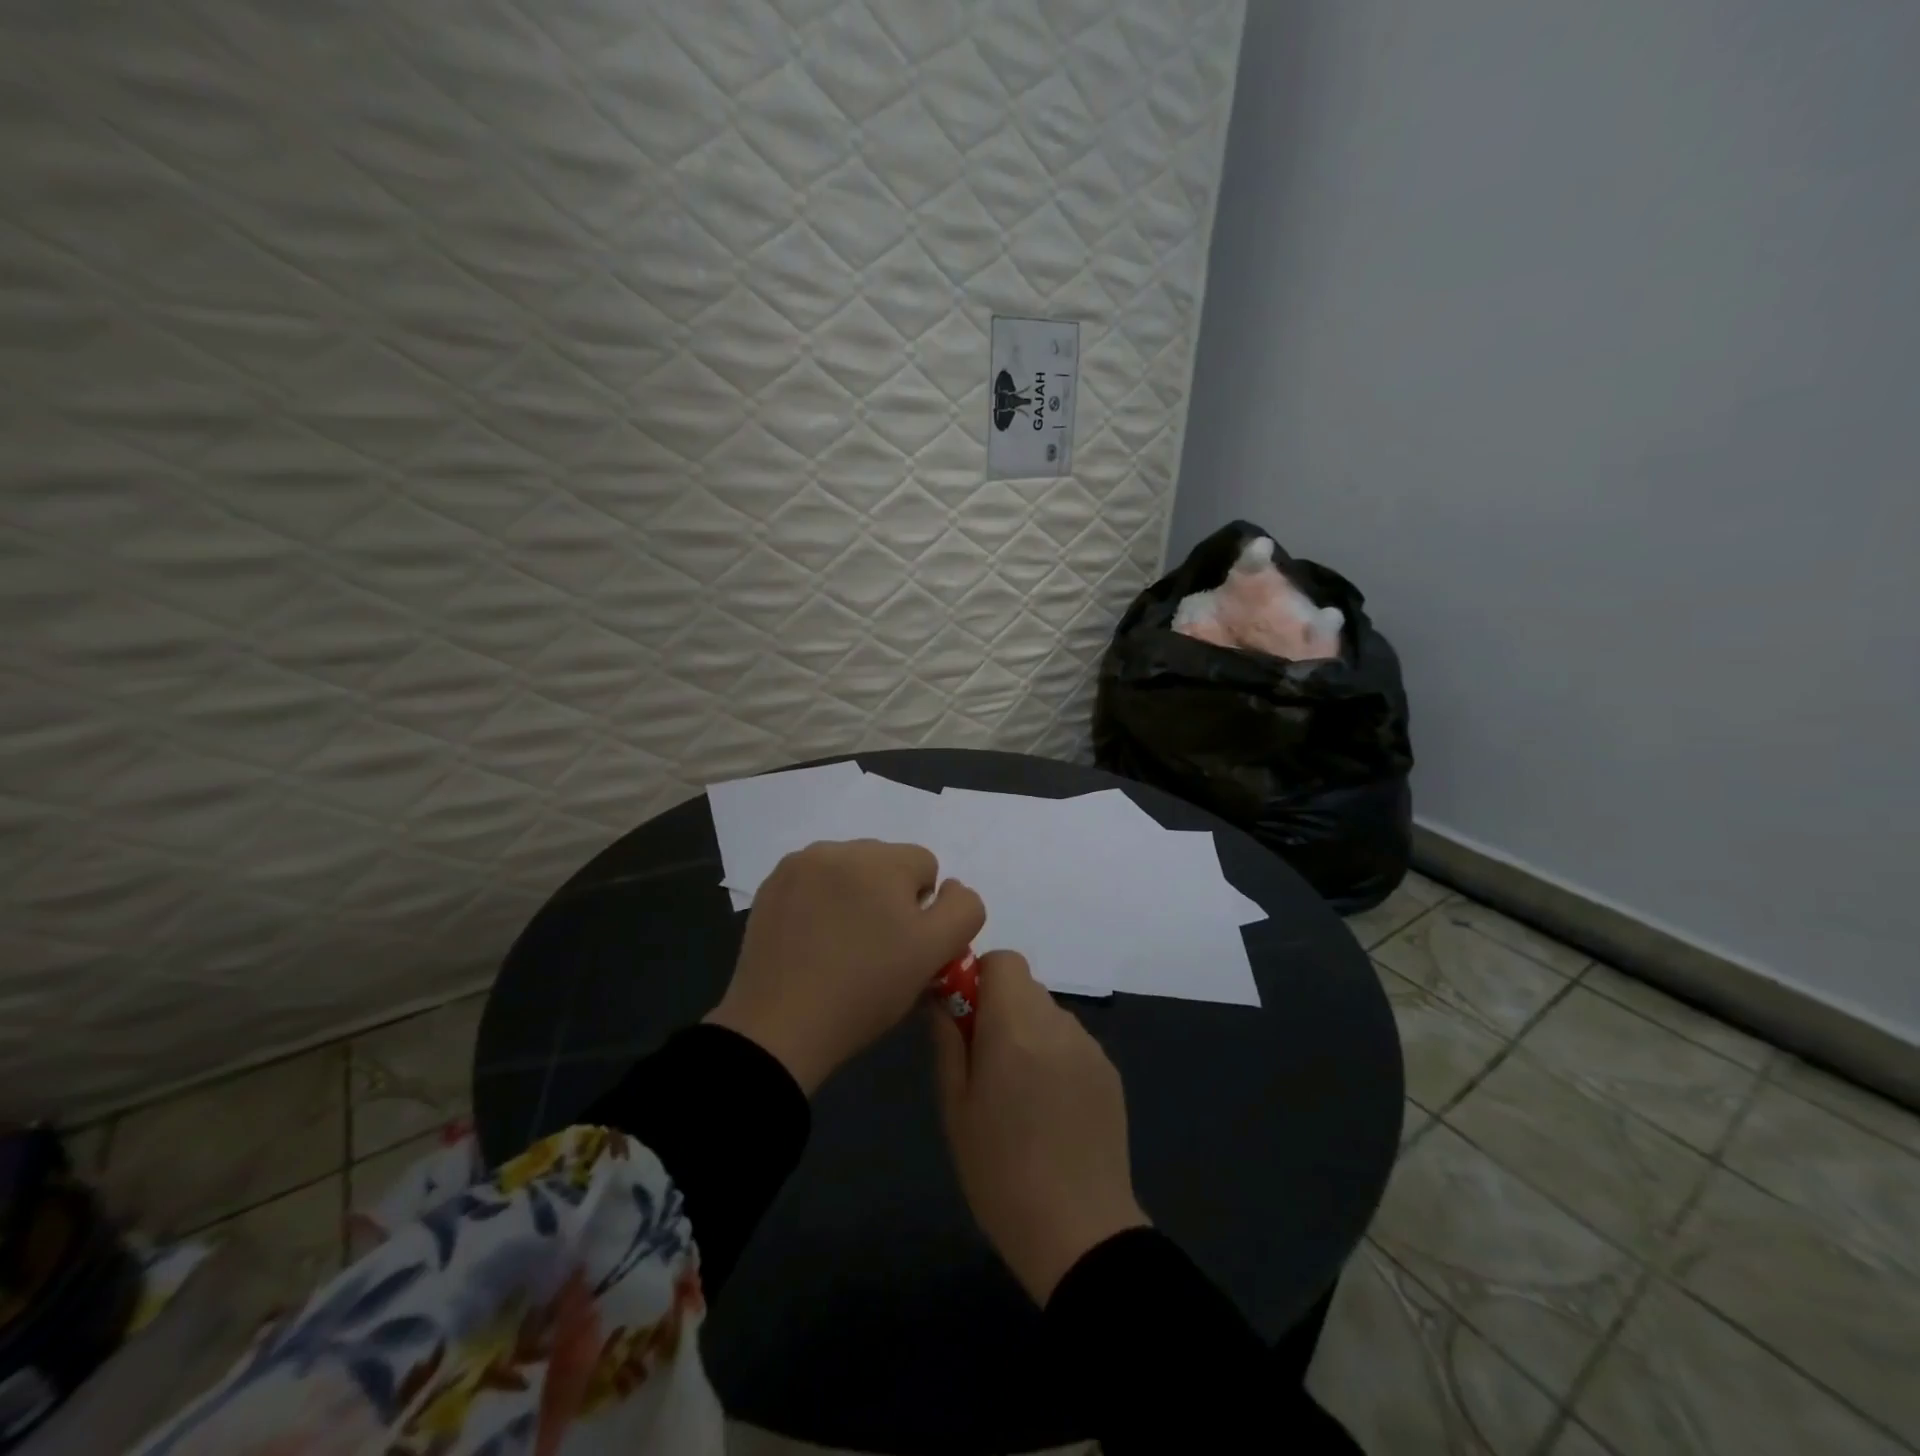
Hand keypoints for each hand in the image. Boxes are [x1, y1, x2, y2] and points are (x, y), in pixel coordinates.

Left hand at [708, 840, 984, 1094]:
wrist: (780, 1027)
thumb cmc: (866, 989)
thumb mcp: (935, 953)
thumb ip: (963, 909)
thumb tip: (949, 887)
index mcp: (882, 859)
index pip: (926, 865)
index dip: (923, 909)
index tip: (903, 945)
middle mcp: (839, 848)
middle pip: (886, 863)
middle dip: (888, 896)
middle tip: (874, 948)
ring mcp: (799, 864)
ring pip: (849, 871)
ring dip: (854, 895)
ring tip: (841, 945)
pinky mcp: (771, 886)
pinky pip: (813, 882)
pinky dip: (819, 902)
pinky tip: (812, 940)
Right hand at [931, 951, 1147, 1304]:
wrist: (1078, 1231)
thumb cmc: (1000, 1172)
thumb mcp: (956, 1108)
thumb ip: (949, 1042)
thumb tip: (943, 1000)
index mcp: (1016, 1027)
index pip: (1003, 961)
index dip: (980, 978)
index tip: (965, 1017)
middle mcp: (1058, 1024)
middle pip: (1025, 987)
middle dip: (1000, 1008)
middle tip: (985, 1061)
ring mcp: (1090, 1047)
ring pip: (1049, 1014)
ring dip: (1029, 1032)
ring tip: (1020, 1092)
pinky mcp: (1109, 1072)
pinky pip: (1072, 1042)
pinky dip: (1055, 1055)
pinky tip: (1050, 1108)